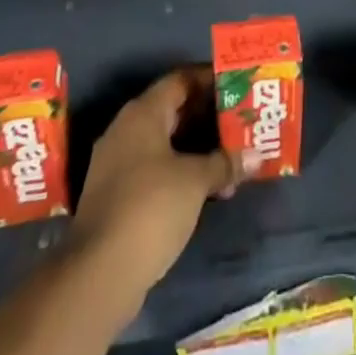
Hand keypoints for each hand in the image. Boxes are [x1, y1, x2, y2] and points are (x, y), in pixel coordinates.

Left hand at [72, 67, 237, 299]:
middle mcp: (126, 130)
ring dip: (197, 149)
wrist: (99, 274)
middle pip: (173, 111)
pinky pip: (156, 170)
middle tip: (240, 120)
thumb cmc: (150, 208)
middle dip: (207, 116)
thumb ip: (225, 163)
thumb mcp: (195, 181)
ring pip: (165, 143)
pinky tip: (208, 188)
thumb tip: (256, 156)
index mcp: (142, 113)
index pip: (180, 80)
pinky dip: (181, 172)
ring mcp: (117, 165)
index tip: (237, 85)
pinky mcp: (117, 196)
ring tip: (232, 156)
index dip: (209, 79)